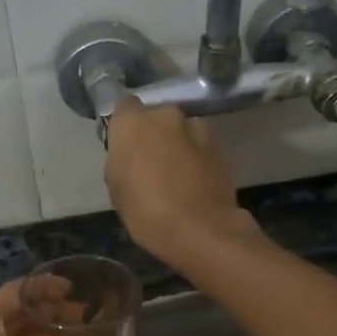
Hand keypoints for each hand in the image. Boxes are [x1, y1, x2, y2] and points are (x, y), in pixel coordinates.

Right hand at [104, 100, 257, 267]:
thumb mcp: (117, 189)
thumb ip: (121, 160)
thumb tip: (130, 155)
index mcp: (133, 123)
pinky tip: (193, 181)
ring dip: (177, 144)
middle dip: (153, 134)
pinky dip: (195, 156)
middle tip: (150, 162)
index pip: (124, 107)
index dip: (125, 125)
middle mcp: (165, 114)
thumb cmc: (146, 211)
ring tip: (176, 174)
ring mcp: (196, 127)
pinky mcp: (219, 144)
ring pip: (180, 130)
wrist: (200, 229)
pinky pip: (199, 144)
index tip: (125, 145)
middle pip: (155, 117)